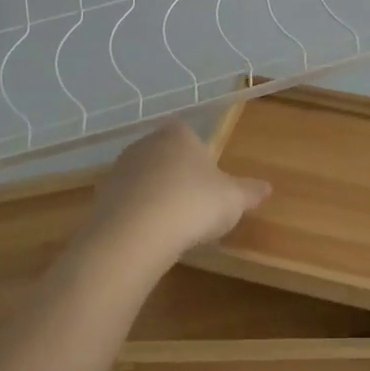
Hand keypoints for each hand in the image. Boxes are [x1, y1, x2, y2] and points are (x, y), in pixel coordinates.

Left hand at [83, 119, 270, 266]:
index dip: (201, 158)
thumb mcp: (233, 199)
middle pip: (166, 156)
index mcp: (178, 134)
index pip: (190, 136)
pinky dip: (138, 215)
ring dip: (156, 196)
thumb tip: (268, 187)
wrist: (135, 234)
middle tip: (195, 205)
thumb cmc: (192, 204)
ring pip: (145, 179)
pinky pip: (127, 202)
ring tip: (173, 226)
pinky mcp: (101, 197)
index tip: (210, 183)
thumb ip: (250, 191)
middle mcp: (146, 143)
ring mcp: (119, 169)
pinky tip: (150, 236)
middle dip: (178, 176)